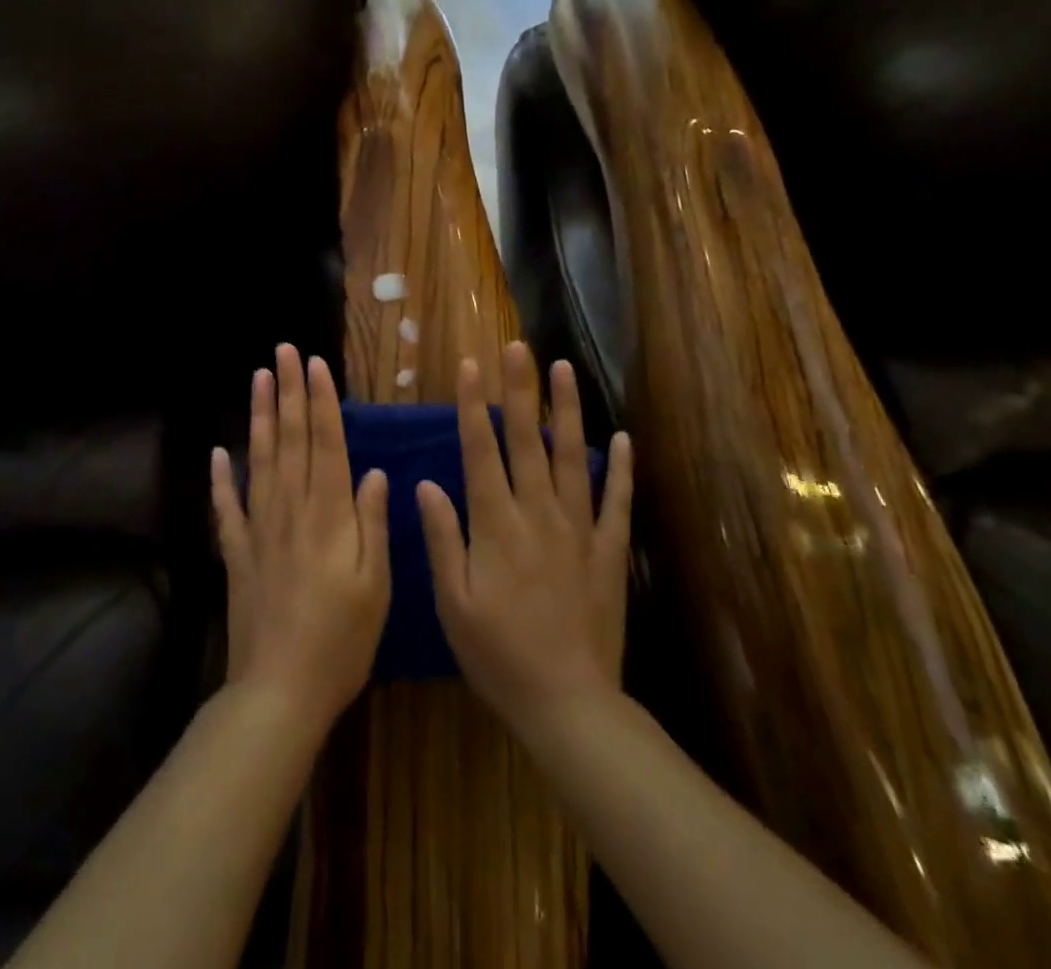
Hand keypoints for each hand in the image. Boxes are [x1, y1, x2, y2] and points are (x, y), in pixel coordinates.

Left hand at [211, 344, 390, 734]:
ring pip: (260, 460)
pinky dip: (220, 478)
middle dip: (289, 392)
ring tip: (258, 379)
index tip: (316, 364)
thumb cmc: (342, 640)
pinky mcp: (238, 554)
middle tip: (284, 351)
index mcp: (330, 515)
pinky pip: (226, 508)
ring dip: (259, 417)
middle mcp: (292, 510)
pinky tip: (217, 453)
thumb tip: (373, 471)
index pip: (326, 444)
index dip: (321, 402)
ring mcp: (259, 529)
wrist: (280, 690)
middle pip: (290, 439)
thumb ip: (372, 523)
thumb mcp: (376, 584)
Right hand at [416, 342, 632, 731]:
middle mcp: (538, 514)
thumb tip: (427, 483)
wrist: (567, 704)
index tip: (471, 364)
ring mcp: (578, 529)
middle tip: (519, 346)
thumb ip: (443, 538)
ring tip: (564, 370)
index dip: (474, 404)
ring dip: (566, 411)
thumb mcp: (453, 603)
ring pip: (572, 457)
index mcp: (496, 524)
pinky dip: (621, 469)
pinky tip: (623, 438)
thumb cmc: (498, 655)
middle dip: (519, 389)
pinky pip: (616, 502)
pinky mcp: (607, 551)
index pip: (481, 450)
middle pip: (525, 440)